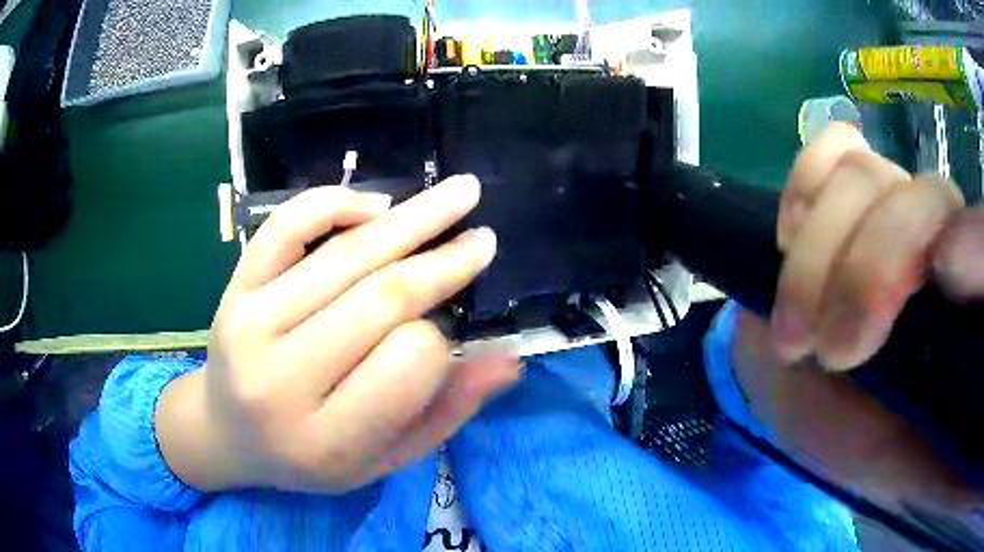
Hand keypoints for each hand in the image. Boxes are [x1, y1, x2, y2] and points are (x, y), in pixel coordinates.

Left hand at [156, 176, 521, 493]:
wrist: (226, 434)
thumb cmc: (307, 458)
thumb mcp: (381, 459)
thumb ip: (443, 414)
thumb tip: (509, 360)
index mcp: (328, 439)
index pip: (409, 363)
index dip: (442, 341)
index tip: (450, 332)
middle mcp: (282, 379)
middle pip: (380, 299)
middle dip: (444, 261)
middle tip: (485, 238)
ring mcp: (250, 324)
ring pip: (343, 258)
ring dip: (411, 219)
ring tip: (460, 193)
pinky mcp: (234, 289)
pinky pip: (285, 229)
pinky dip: (333, 204)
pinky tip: (376, 204)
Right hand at [731, 123, 983, 515]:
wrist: (805, 392)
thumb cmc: (857, 438)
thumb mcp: (901, 470)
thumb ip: (941, 463)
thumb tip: (965, 441)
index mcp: (964, 302)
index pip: (979, 245)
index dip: (960, 251)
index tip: (919, 298)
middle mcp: (940, 238)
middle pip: (922, 201)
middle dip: (869, 272)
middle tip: (829, 349)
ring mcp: (892, 203)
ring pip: (866, 177)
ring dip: (819, 251)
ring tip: (794, 326)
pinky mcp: (848, 187)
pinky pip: (833, 148)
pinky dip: (807, 182)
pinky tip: (789, 234)